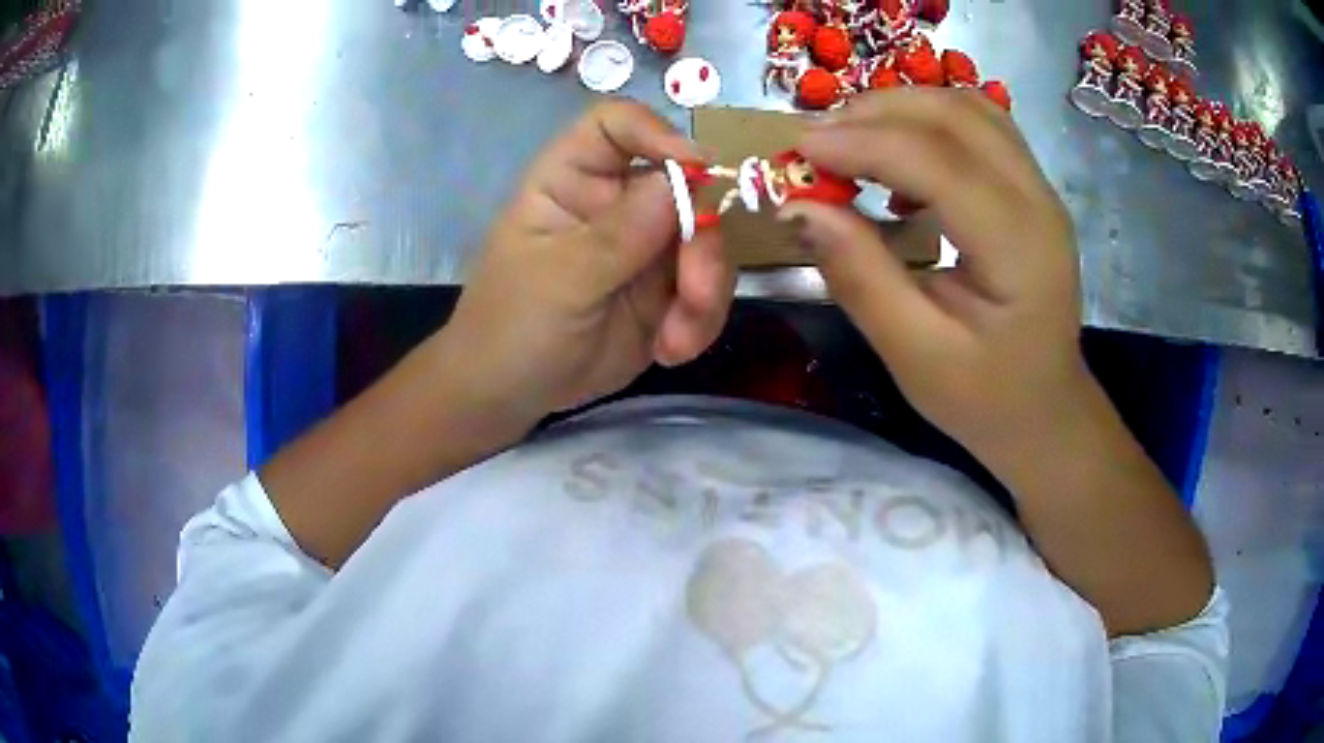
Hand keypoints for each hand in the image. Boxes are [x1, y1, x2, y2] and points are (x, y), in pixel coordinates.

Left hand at [438, 100, 735, 425]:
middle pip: (685, 188)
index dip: (657, 133)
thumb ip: (618, 235)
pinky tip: (670, 350)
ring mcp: (646, 246)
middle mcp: (616, 202)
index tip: (696, 167)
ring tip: (677, 341)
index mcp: (572, 179)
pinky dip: (701, 321)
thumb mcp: (558, 281)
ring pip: (707, 241)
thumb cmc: (510, 325)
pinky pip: (707, 289)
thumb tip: (683, 182)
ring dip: (706, 291)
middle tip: (697, 294)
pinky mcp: (665, 290)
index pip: (616, 125)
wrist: (509, 393)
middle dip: (702, 242)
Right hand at [780, 88, 1085, 456]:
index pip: (938, 162)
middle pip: (955, 114)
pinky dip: (928, 122)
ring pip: (968, 107)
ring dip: (902, 107)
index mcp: (1018, 249)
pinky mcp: (1031, 188)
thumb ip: (861, 278)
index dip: (862, 143)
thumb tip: (801, 208)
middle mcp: (1038, 201)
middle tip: (816, 141)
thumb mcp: (915, 356)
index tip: (797, 149)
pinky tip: (897, 156)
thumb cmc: (985, 398)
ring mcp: (1040, 188)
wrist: (1046, 411)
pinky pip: (978, 125)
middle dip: (876, 112)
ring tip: (850, 139)